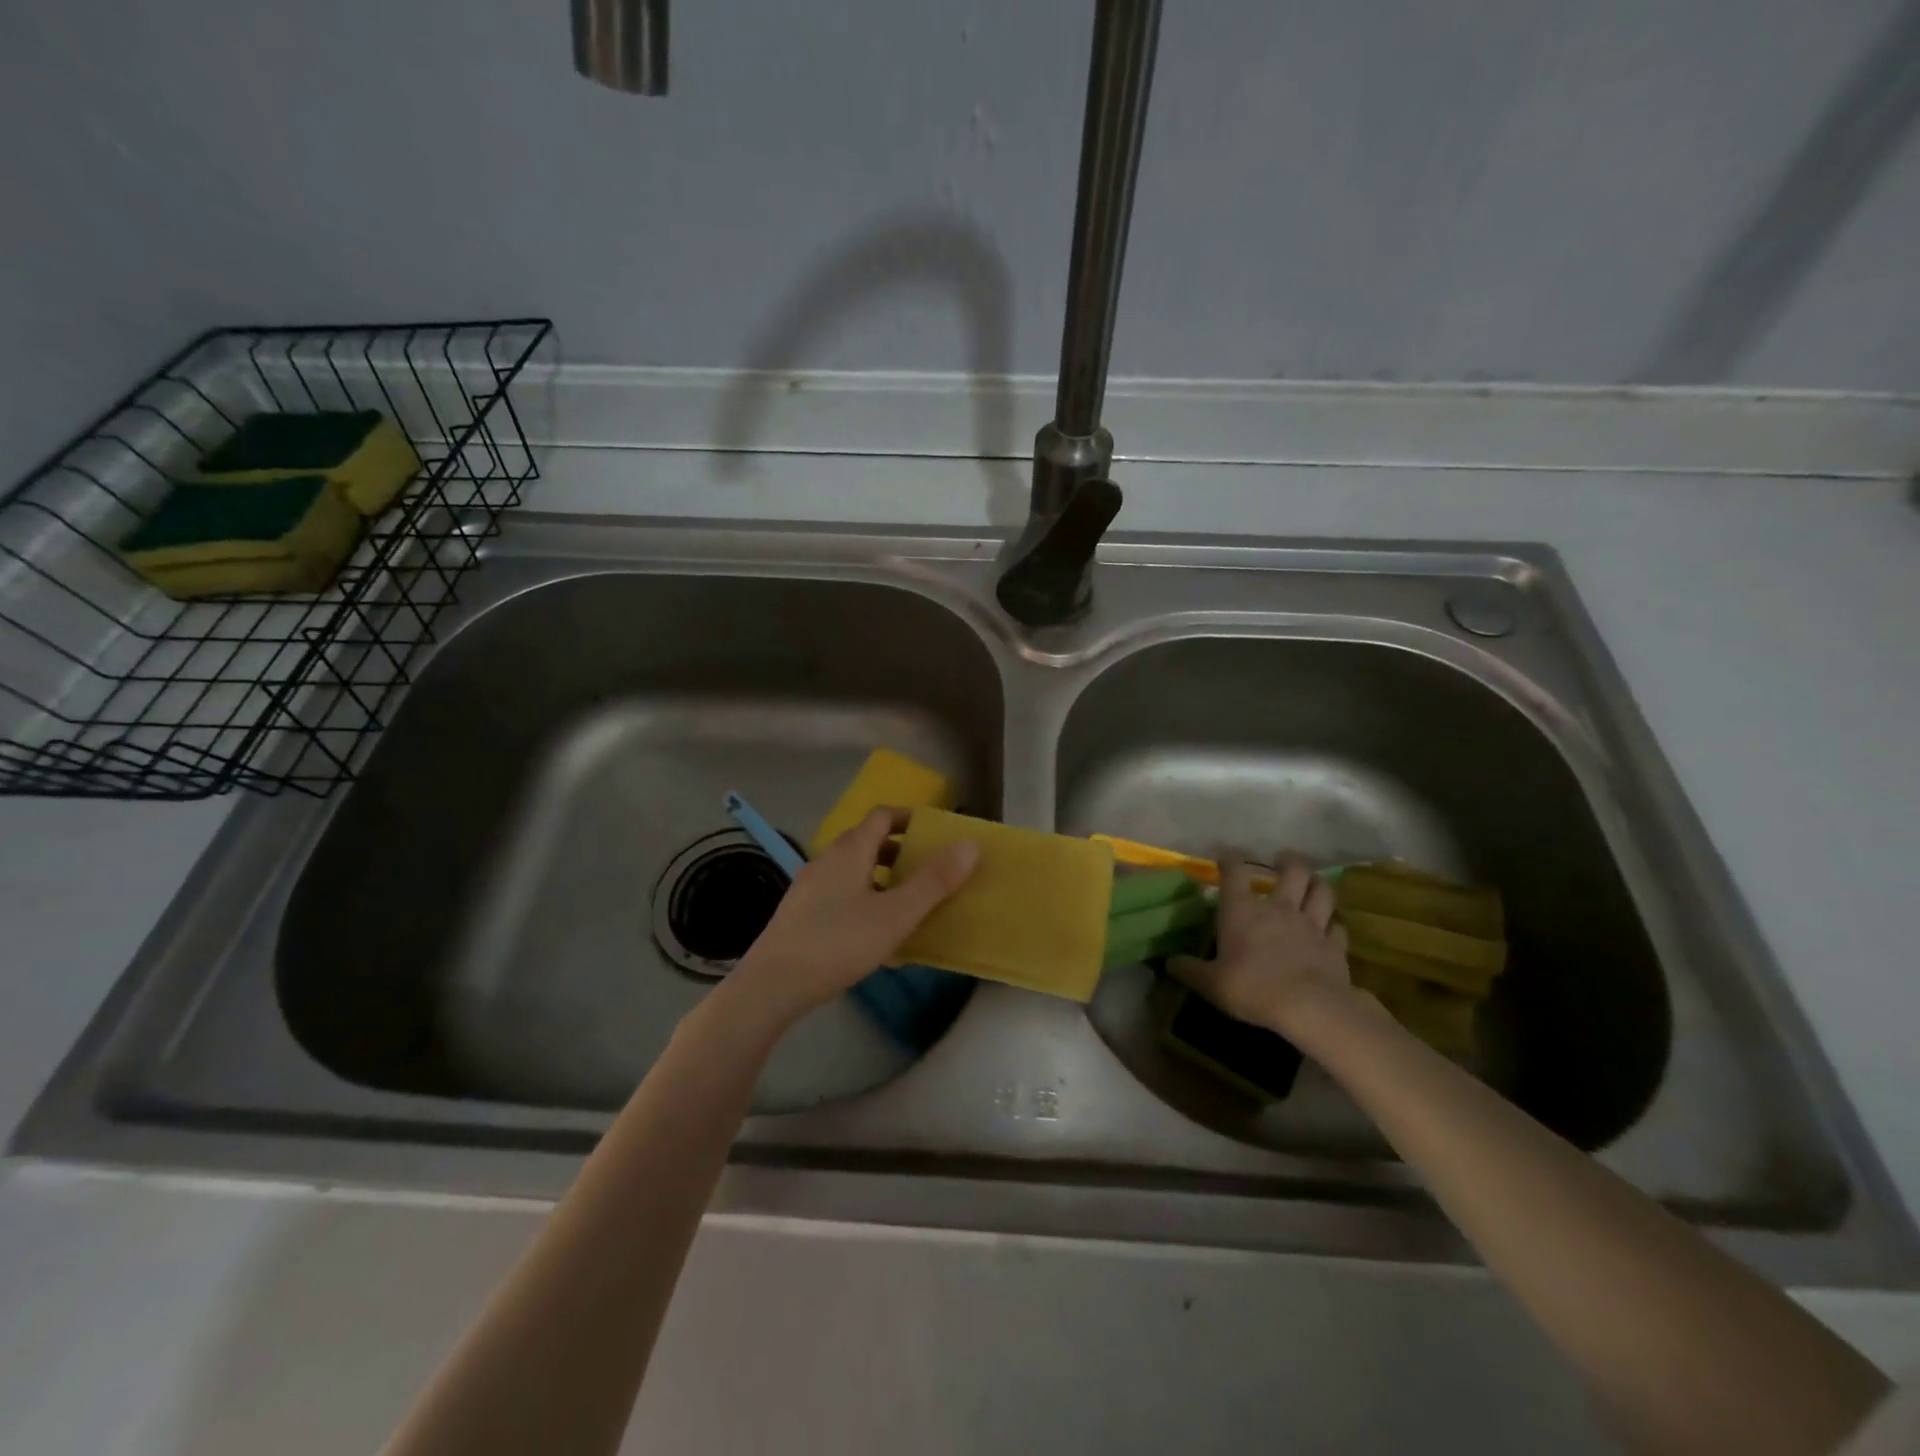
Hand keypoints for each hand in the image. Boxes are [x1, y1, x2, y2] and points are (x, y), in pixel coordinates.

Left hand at [729, 807, 978, 1027]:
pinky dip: (865, 902)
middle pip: (868, 842)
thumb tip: (969, 845)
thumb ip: (934, 881)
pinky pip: (841, 896)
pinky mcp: (801, 915)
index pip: (883, 815)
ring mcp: (810, 887)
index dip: (911, 818)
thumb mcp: (895, 915)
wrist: (770, 987)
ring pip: (854, 871)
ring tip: (908, 906)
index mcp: (850, 850)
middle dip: (901, 852)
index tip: (937, 835)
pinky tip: (876, 938)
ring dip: (883, 879)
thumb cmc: (838, 943)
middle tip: (929, 872)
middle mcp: (827, 860)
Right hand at [1169, 856, 1351, 1034]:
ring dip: (1318, 883)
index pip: (1234, 873)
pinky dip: (1334, 925)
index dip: (1229, 861)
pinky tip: (1330, 928)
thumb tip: (1169, 963)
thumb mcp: (1211, 983)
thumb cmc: (1253, 988)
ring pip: (1322, 892)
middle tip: (1283, 860)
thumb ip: (1190, 970)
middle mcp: (1279, 908)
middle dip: (1288, 861)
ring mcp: (1311, 925)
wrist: (1310, 1007)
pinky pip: (1338, 927)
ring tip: (1313, 882)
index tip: (1225, 857)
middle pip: (1292, 871)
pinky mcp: (1335, 946)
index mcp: (1243, 911)